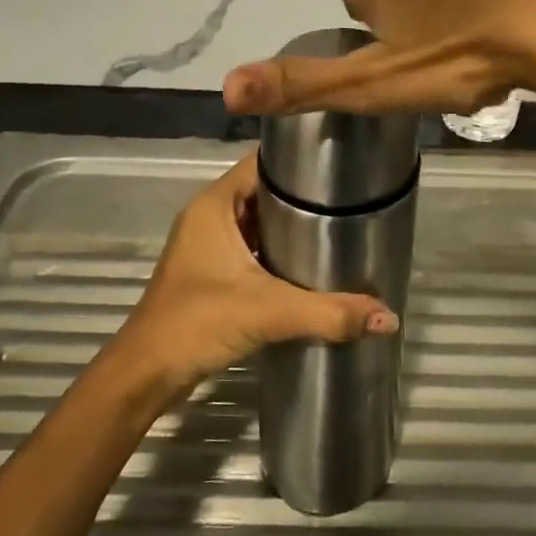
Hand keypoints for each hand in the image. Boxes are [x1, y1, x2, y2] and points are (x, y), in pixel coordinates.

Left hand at [113, 153, 398, 398]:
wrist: (147, 373)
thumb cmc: (198, 323)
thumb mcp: (268, 312)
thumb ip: (329, 313)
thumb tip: (388, 317)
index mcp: (215, 204)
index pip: (263, 163)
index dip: (300, 162)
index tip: (342, 169)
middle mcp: (209, 215)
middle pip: (263, 191)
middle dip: (303, 196)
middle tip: (352, 201)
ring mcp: (207, 245)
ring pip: (258, 221)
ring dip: (291, 226)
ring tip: (339, 228)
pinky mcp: (210, 272)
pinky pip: (251, 247)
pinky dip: (277, 251)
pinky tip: (309, 264)